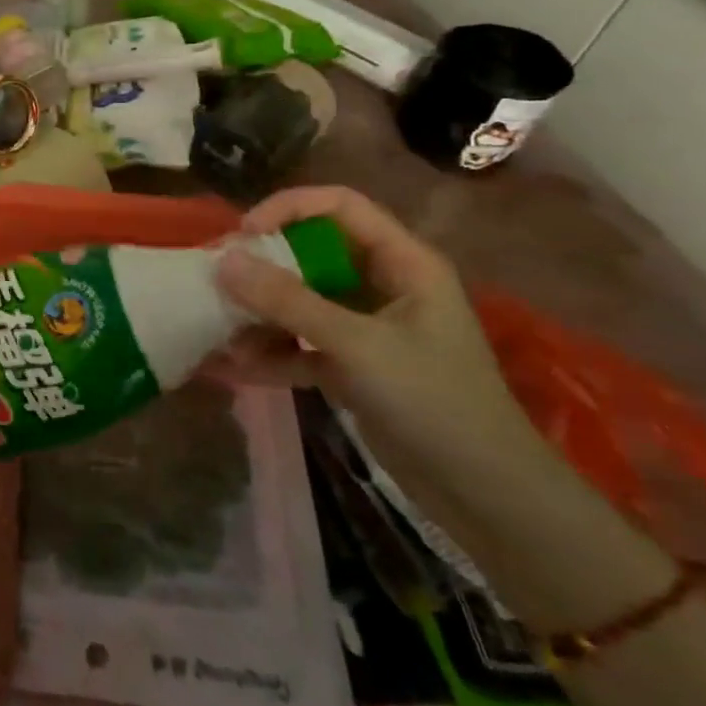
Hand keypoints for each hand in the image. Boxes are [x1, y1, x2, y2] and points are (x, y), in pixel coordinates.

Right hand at [209, 185, 554, 496]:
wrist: (489, 499)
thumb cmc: (435, 403)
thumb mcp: (358, 346)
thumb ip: (288, 302)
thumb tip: (223, 260)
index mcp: (403, 263)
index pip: (339, 206)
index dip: (288, 208)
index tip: (244, 234)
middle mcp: (382, 286)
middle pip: (311, 252)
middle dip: (261, 265)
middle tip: (215, 279)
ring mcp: (365, 328)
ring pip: (300, 301)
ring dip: (259, 314)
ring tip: (217, 329)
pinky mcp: (351, 367)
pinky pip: (300, 345)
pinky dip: (270, 354)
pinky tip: (231, 368)